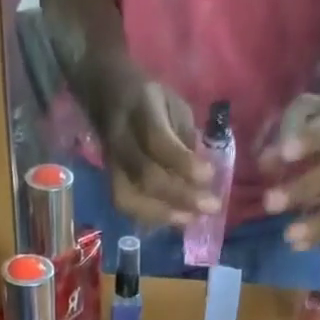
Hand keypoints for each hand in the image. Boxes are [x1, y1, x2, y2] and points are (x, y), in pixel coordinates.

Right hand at [97, 72, 220, 226]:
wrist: (109, 100)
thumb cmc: (151, 101)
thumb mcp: (175, 104)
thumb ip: (186, 136)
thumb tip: (199, 174)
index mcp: (140, 109)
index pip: (158, 142)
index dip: (184, 164)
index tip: (209, 176)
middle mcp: (121, 140)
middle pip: (146, 177)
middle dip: (181, 196)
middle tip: (209, 207)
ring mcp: (112, 165)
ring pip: (132, 200)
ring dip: (165, 215)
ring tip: (192, 219)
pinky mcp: (110, 183)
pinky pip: (129, 208)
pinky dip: (152, 218)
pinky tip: (174, 219)